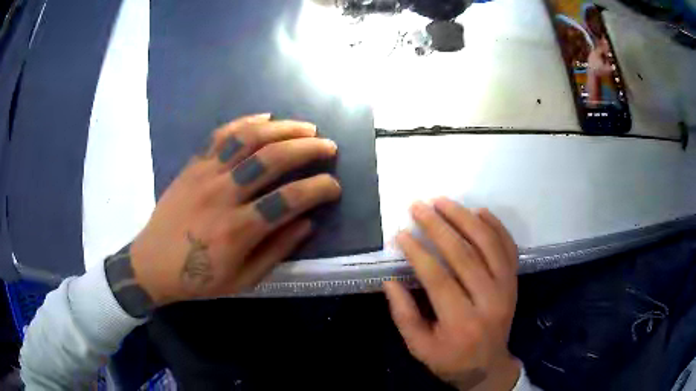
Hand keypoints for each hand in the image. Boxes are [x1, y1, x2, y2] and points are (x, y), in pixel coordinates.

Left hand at [129, 114, 340, 304]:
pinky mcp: (193, 165)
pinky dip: (246, 122)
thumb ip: (277, 251)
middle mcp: (223, 195)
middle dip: (308, 149)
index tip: (334, 185)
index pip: (289, 200)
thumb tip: (308, 223)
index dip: (318, 188)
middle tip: (328, 147)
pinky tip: (266, 117)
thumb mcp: (242, 279)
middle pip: (272, 159)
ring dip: (282, 128)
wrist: (152, 263)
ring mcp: (205, 175)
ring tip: (306, 128)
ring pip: (248, 139)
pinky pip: (221, 136)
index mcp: (237, 230)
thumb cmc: (198, 279)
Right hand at [384, 198, 519, 390]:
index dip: (418, 253)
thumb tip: (390, 281)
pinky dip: (496, 226)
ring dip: (465, 218)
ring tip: (444, 201)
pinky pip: (509, 247)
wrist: (489, 366)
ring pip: (488, 244)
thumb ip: (404, 315)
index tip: (402, 233)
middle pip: (464, 255)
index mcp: (461, 323)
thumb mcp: (419, 347)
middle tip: (419, 207)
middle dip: (438, 227)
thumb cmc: (451, 359)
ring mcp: (506, 288)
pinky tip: (479, 211)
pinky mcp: (514, 281)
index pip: (438, 279)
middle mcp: (489, 301)